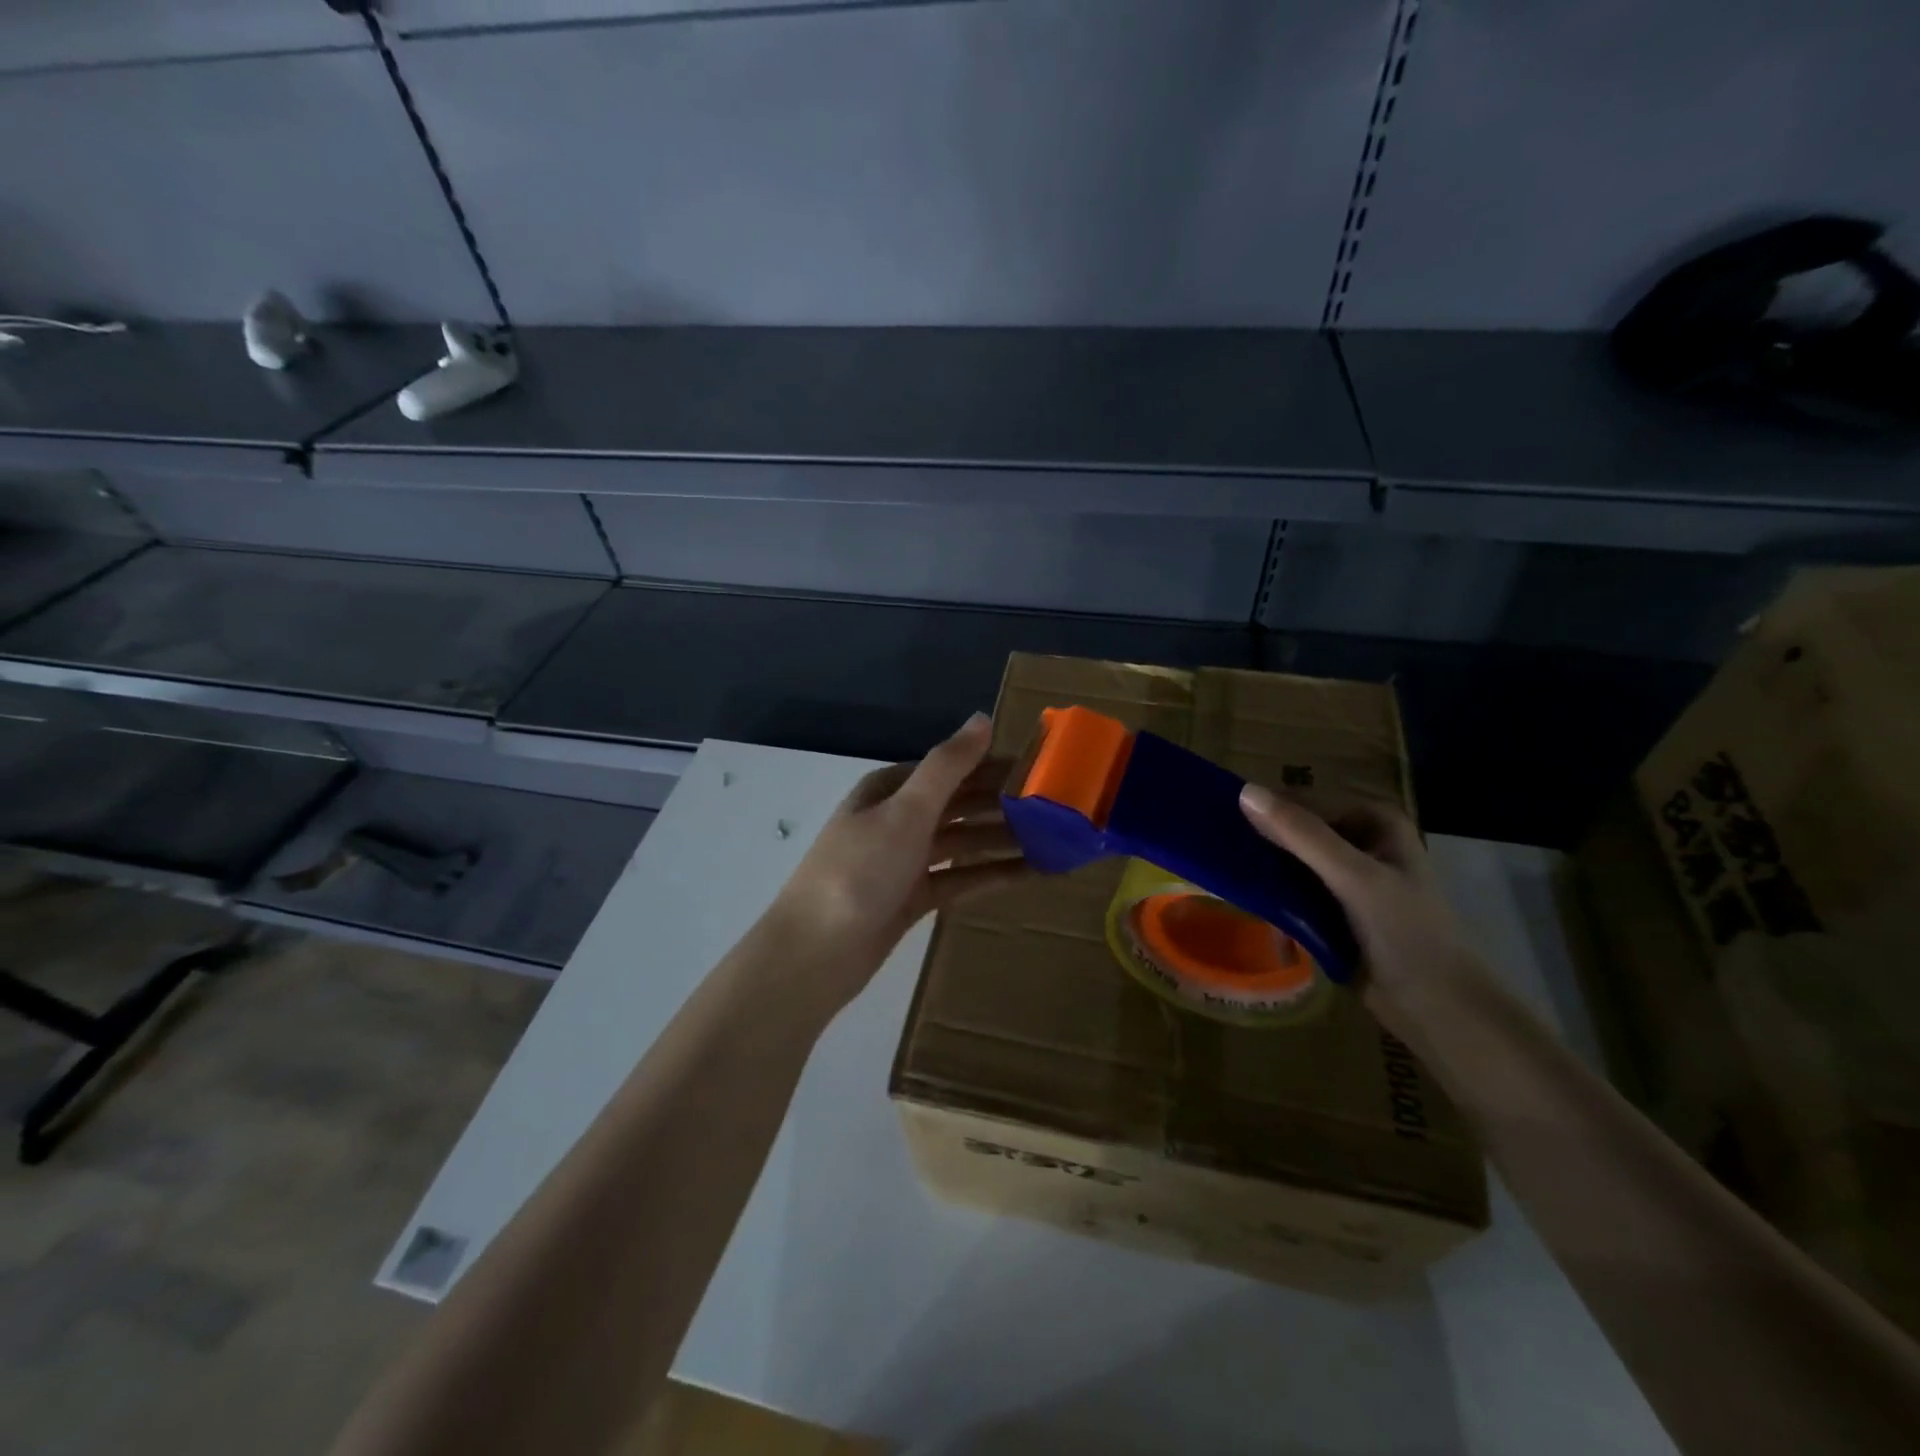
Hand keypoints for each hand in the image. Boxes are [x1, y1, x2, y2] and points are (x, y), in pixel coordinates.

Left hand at [767, 714, 1028, 1010]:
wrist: (816, 954)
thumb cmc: (860, 872)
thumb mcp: (906, 811)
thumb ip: (947, 766)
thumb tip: (982, 717)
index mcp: (891, 789)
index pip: (952, 768)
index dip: (994, 766)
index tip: (1043, 770)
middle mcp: (898, 819)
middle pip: (960, 805)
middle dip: (1005, 805)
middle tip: (1060, 809)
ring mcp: (904, 860)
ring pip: (963, 842)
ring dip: (1003, 840)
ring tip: (1056, 841)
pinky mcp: (913, 897)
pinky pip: (959, 878)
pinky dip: (990, 874)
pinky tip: (1030, 874)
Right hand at [1238, 786, 1482, 1024]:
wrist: (1438, 1008)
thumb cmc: (1406, 932)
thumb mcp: (1354, 876)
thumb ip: (1301, 834)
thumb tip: (1245, 792)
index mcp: (1374, 820)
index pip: (1305, 802)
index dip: (1266, 812)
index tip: (1219, 825)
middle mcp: (1360, 841)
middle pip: (1297, 831)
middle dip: (1261, 842)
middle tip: (1215, 851)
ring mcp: (1347, 877)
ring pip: (1291, 861)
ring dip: (1262, 869)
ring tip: (1219, 873)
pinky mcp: (1334, 909)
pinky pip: (1293, 890)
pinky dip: (1272, 894)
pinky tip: (1243, 899)